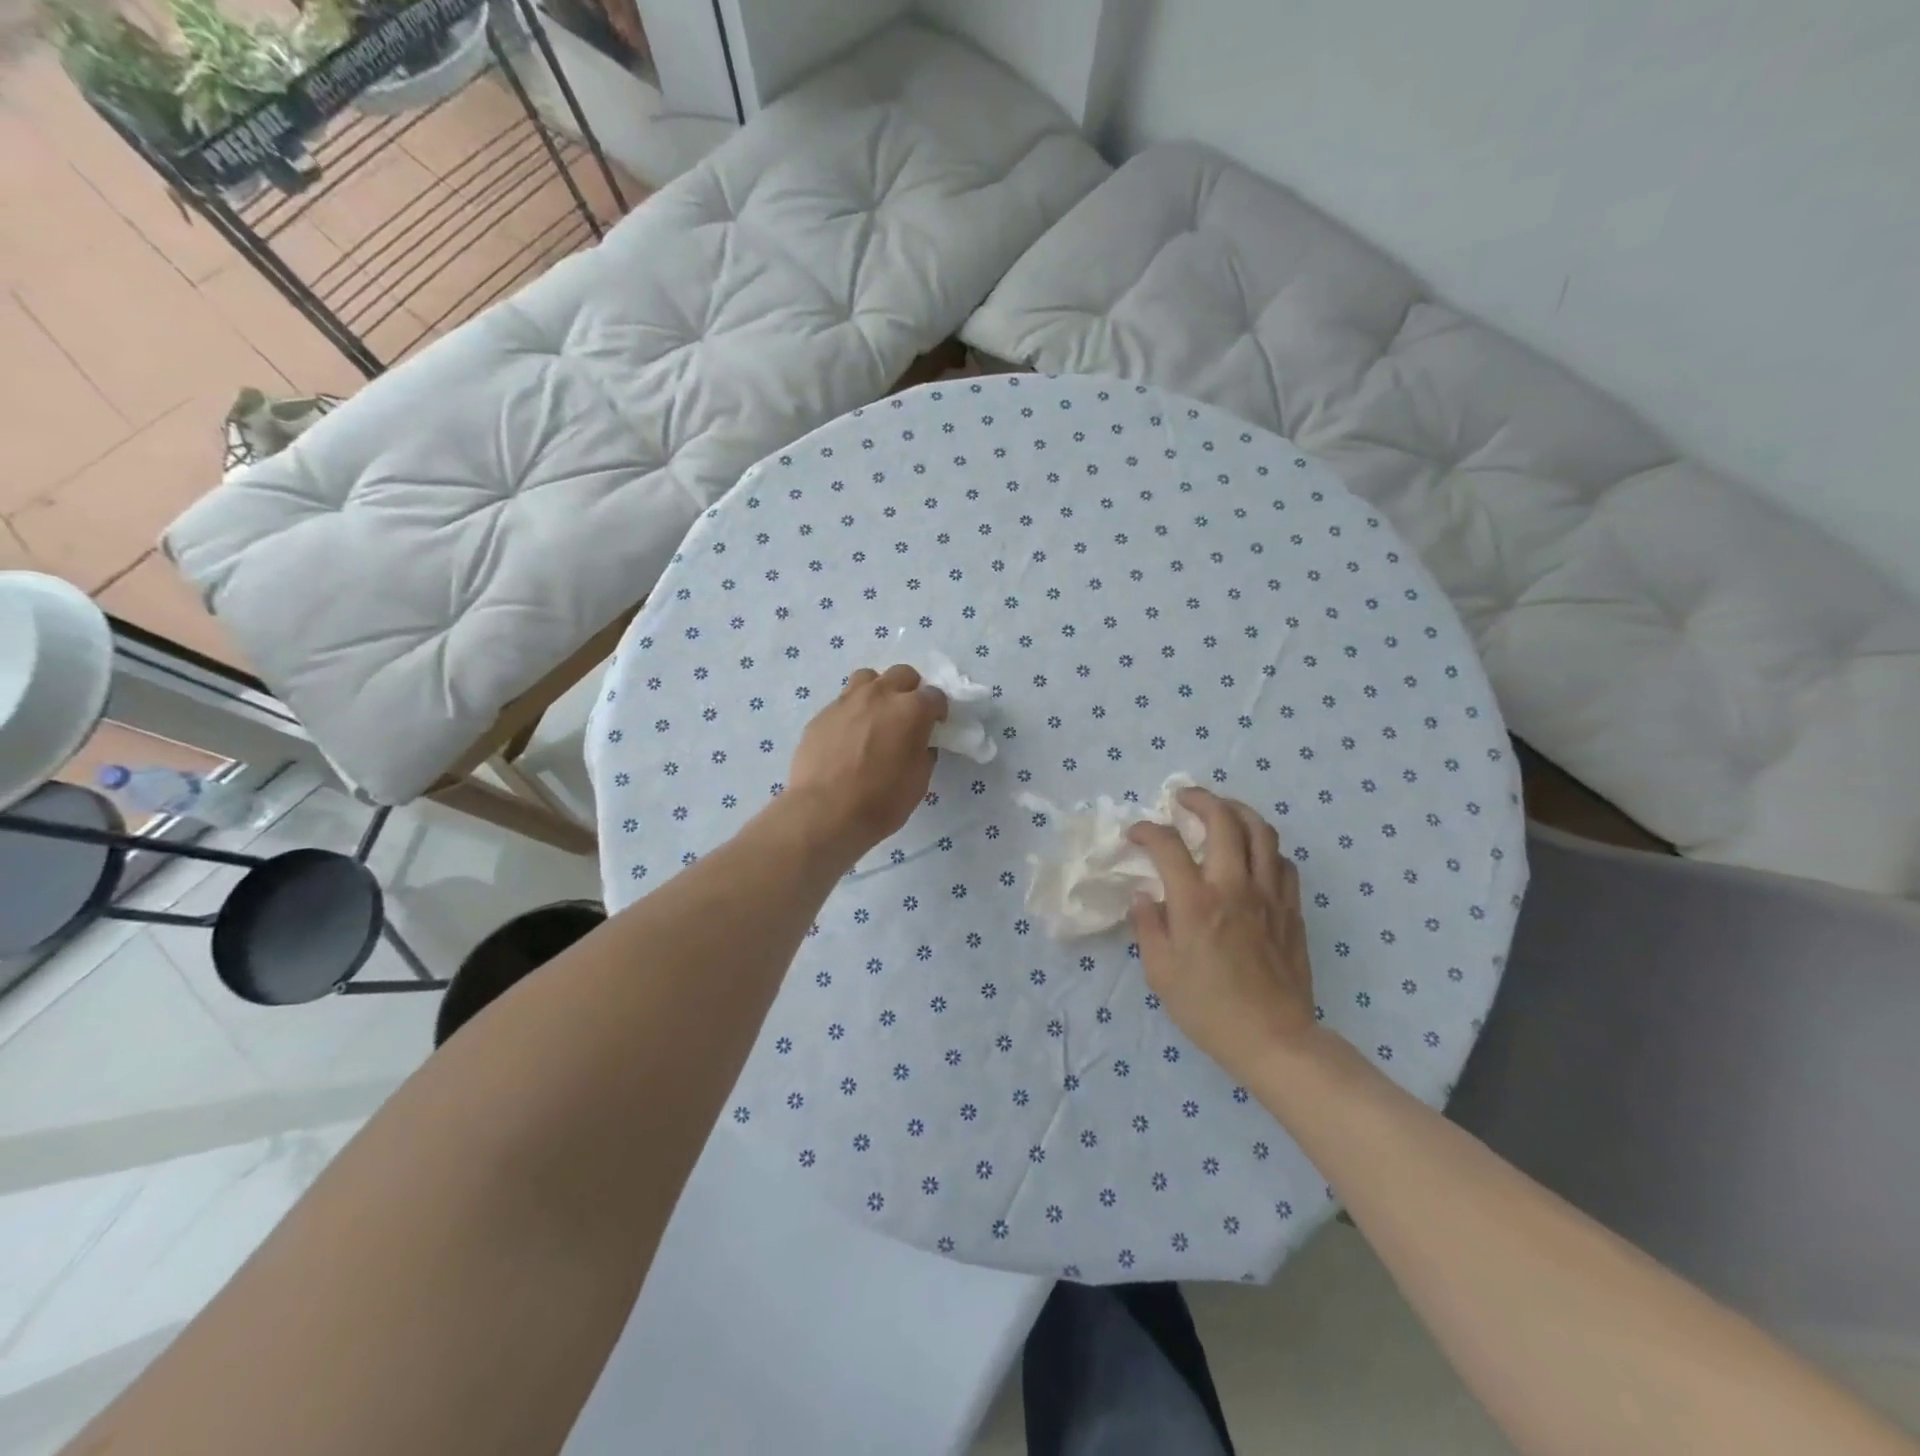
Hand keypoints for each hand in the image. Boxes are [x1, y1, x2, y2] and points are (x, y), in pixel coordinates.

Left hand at [784, 665, 947, 859]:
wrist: (823, 812)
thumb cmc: (880, 801)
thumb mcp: (918, 781)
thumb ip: (923, 752)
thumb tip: (920, 743)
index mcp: (910, 710)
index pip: (935, 695)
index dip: (938, 711)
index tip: (935, 726)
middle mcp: (879, 695)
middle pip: (902, 674)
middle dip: (910, 690)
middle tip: (908, 716)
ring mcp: (847, 701)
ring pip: (868, 678)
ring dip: (878, 691)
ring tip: (876, 717)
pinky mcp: (822, 714)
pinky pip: (843, 702)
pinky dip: (853, 712)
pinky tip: (849, 737)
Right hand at [1128, 789, 1318, 1077]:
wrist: (1274, 1039)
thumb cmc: (1209, 1009)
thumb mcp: (1161, 973)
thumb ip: (1148, 927)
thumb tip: (1144, 895)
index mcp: (1196, 902)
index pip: (1169, 845)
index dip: (1148, 831)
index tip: (1136, 834)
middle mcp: (1235, 886)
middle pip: (1223, 819)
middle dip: (1199, 799)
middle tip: (1182, 799)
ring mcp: (1269, 895)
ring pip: (1261, 831)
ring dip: (1238, 812)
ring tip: (1221, 811)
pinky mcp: (1291, 909)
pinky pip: (1283, 861)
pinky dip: (1265, 847)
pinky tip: (1252, 854)